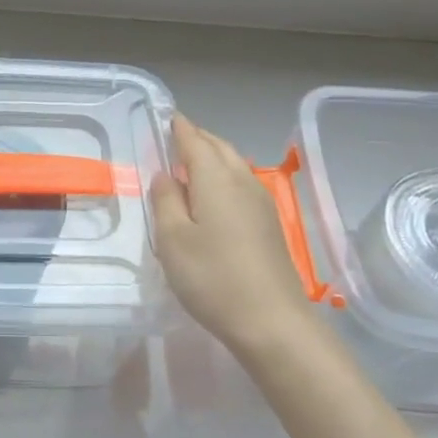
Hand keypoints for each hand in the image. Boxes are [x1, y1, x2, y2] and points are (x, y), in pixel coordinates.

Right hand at [151, 114, 309, 353]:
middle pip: (219, 148)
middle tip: (175, 137)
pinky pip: (241, 184)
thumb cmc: (213, 277)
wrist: (272, 322)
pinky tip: (212, 195)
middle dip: (198, 138)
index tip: (168, 115)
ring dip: (212, 156)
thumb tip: (166, 175)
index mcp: (216, 179)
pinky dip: (223, 176)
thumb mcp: (172, 239)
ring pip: (234, 165)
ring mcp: (261, 203)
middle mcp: (242, 182)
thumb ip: (165, 201)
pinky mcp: (269, 224)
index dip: (179, 128)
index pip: (195, 141)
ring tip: (190, 163)